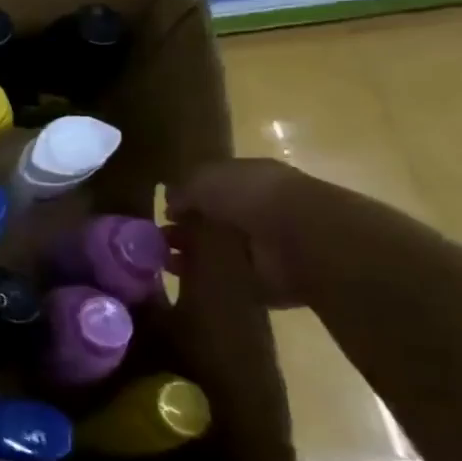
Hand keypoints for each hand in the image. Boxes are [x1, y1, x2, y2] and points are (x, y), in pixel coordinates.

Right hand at [165, 158, 320, 308]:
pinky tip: (187, 279)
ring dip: (193, 255)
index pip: (215, 188)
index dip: (188, 199)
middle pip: (216, 222)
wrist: (301, 238)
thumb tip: (170, 203)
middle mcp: (260, 212)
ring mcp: (267, 248)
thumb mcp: (205, 179)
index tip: (165, 213)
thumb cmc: (251, 195)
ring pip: (222, 251)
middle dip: (187, 230)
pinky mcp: (270, 281)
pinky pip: (233, 280)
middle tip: (159, 240)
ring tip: (165, 261)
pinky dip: (211, 281)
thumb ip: (184, 189)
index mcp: (251, 181)